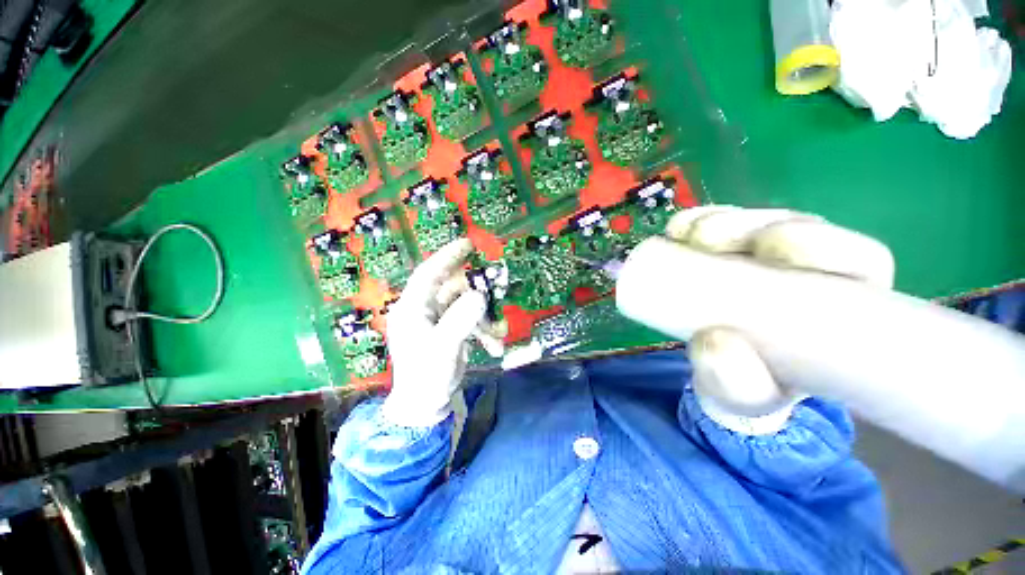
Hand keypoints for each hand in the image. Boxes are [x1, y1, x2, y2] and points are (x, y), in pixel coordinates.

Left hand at [382, 239, 486, 426]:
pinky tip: (494, 346)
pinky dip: (484, 330)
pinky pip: (471, 321)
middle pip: (454, 288)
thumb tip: (480, 296)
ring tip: (499, 333)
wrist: (426, 406)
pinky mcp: (451, 330)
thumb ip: (460, 320)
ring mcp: (439, 320)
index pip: (429, 273)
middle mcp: (425, 309)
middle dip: (477, 293)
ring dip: (485, 317)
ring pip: (467, 305)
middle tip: (499, 289)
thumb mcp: (443, 348)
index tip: (468, 243)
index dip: (448, 256)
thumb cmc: (426, 377)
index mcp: (413, 308)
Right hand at [654, 207, 893, 433]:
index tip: (773, 249)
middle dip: (755, 225)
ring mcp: (762, 257)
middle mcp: (808, 270)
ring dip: (718, 222)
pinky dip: (694, 224)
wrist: (722, 374)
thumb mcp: (746, 399)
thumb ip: (738, 386)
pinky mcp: (725, 251)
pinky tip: (677, 229)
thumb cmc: (750, 387)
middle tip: (711, 241)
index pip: (855, 259)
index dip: (822, 243)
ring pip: (752, 222)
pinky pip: (714, 226)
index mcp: (842, 305)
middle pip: (796, 228)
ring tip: (683, 234)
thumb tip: (714, 342)